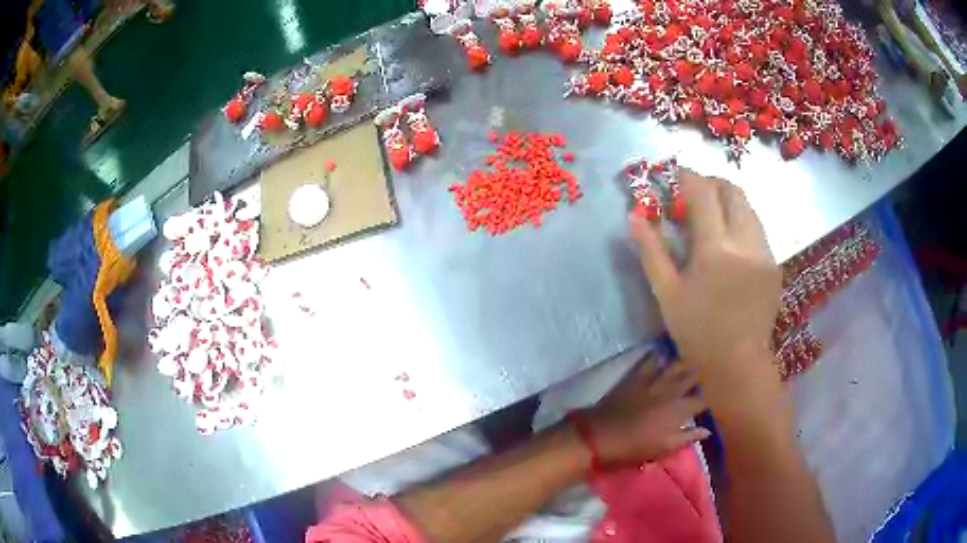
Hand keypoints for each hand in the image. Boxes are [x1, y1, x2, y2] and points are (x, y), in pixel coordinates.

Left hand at [582, 358, 708, 464]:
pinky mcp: (636, 376)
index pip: (700, 402)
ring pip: (674, 365)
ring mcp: (653, 380)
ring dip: (683, 364)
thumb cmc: (634, 447)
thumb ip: (687, 437)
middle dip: (698, 377)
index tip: (706, 404)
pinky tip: (661, 354)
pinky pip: (650, 360)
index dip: (704, 403)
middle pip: (691, 378)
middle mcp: (671, 390)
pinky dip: (657, 356)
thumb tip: (707, 430)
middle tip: (702, 376)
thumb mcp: (664, 448)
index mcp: (679, 410)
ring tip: (689, 362)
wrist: (601, 435)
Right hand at [629, 169, 780, 384]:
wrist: (738, 363)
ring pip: (748, 207)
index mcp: (716, 249)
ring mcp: (764, 252)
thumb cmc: (696, 332)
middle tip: (693, 193)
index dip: (687, 176)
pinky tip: (729, 241)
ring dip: (728, 201)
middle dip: (711, 182)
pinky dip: (740, 221)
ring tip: (711, 215)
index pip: (703, 192)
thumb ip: (651, 250)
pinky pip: (757, 228)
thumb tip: (634, 215)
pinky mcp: (774, 264)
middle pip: (732, 190)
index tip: (674, 173)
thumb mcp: (666, 293)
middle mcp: (745, 242)